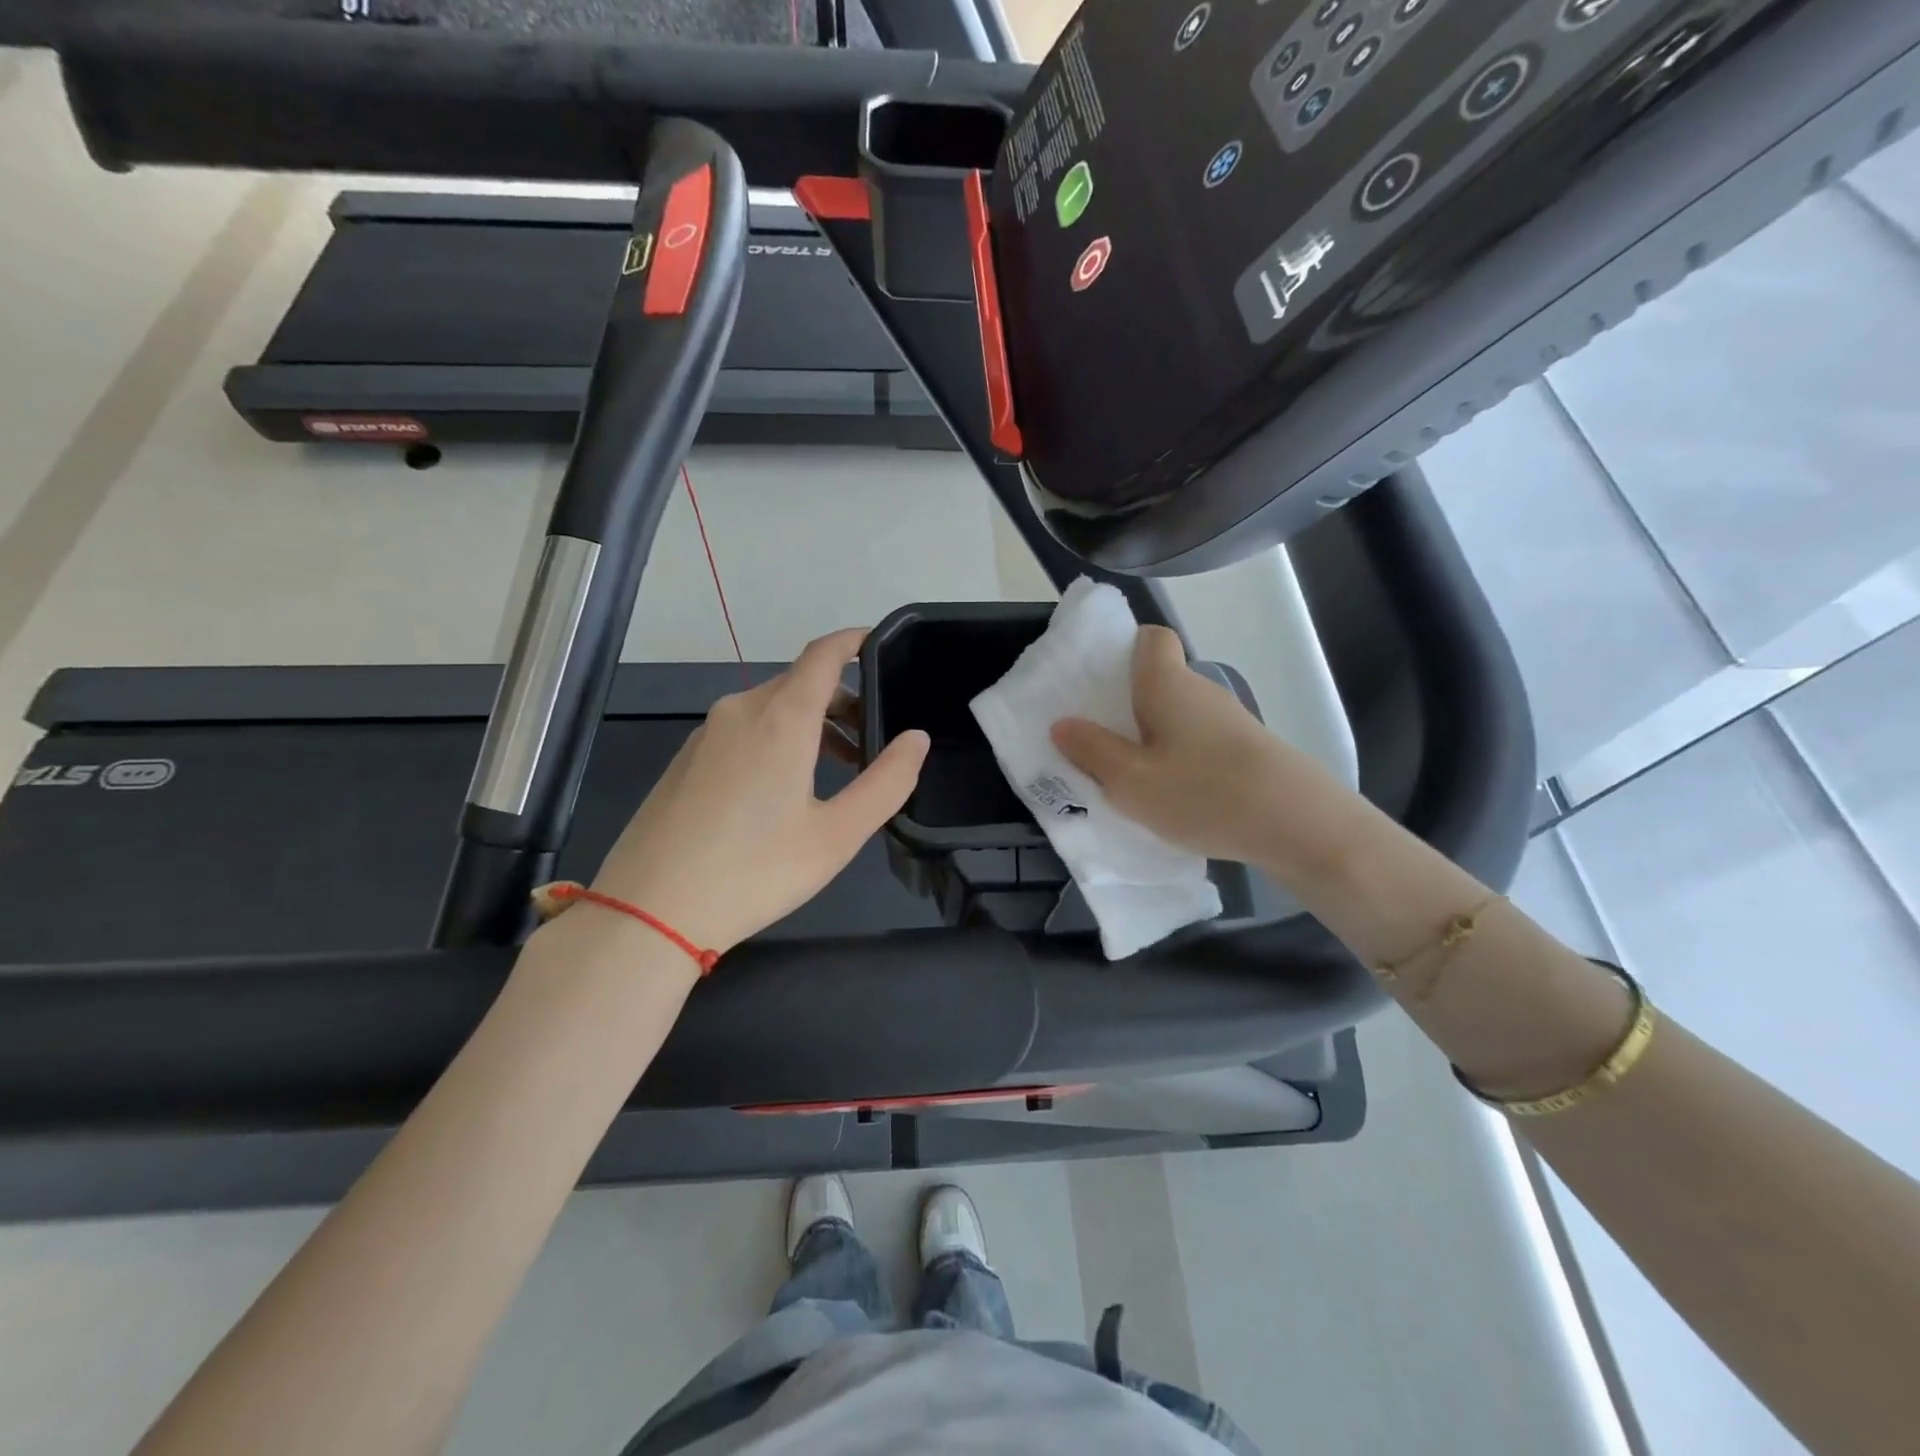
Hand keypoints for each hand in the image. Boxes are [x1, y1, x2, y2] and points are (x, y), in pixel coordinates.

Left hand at [590, 629, 928, 955]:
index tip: (882, 647)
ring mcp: (707, 734)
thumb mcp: (837, 835)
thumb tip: (916, 739)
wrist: (649, 911)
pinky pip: (743, 730)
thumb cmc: (754, 871)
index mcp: (781, 718)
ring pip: (771, 708)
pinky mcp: (686, 759)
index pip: (824, 654)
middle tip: (872, 743)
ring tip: (837, 771)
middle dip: (843, 700)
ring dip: (811, 725)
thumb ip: (886, 782)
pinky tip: (782, 791)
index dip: (855, 641)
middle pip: (800, 682)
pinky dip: (777, 739)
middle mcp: (741, 711)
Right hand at [1051, 625, 1304, 866]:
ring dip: (1153, 735)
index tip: (1098, 680)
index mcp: (1167, 684)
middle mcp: (1202, 691)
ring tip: (1130, 774)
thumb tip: (1062, 724)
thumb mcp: (1130, 780)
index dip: (1124, 648)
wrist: (1300, 825)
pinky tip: (1173, 795)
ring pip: (1180, 715)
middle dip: (1127, 703)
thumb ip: (1091, 751)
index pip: (1151, 638)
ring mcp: (1230, 721)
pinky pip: (1200, 741)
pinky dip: (1180, 757)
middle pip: (1160, 680)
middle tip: (1097, 738)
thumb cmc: (1203, 792)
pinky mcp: (1248, 751)